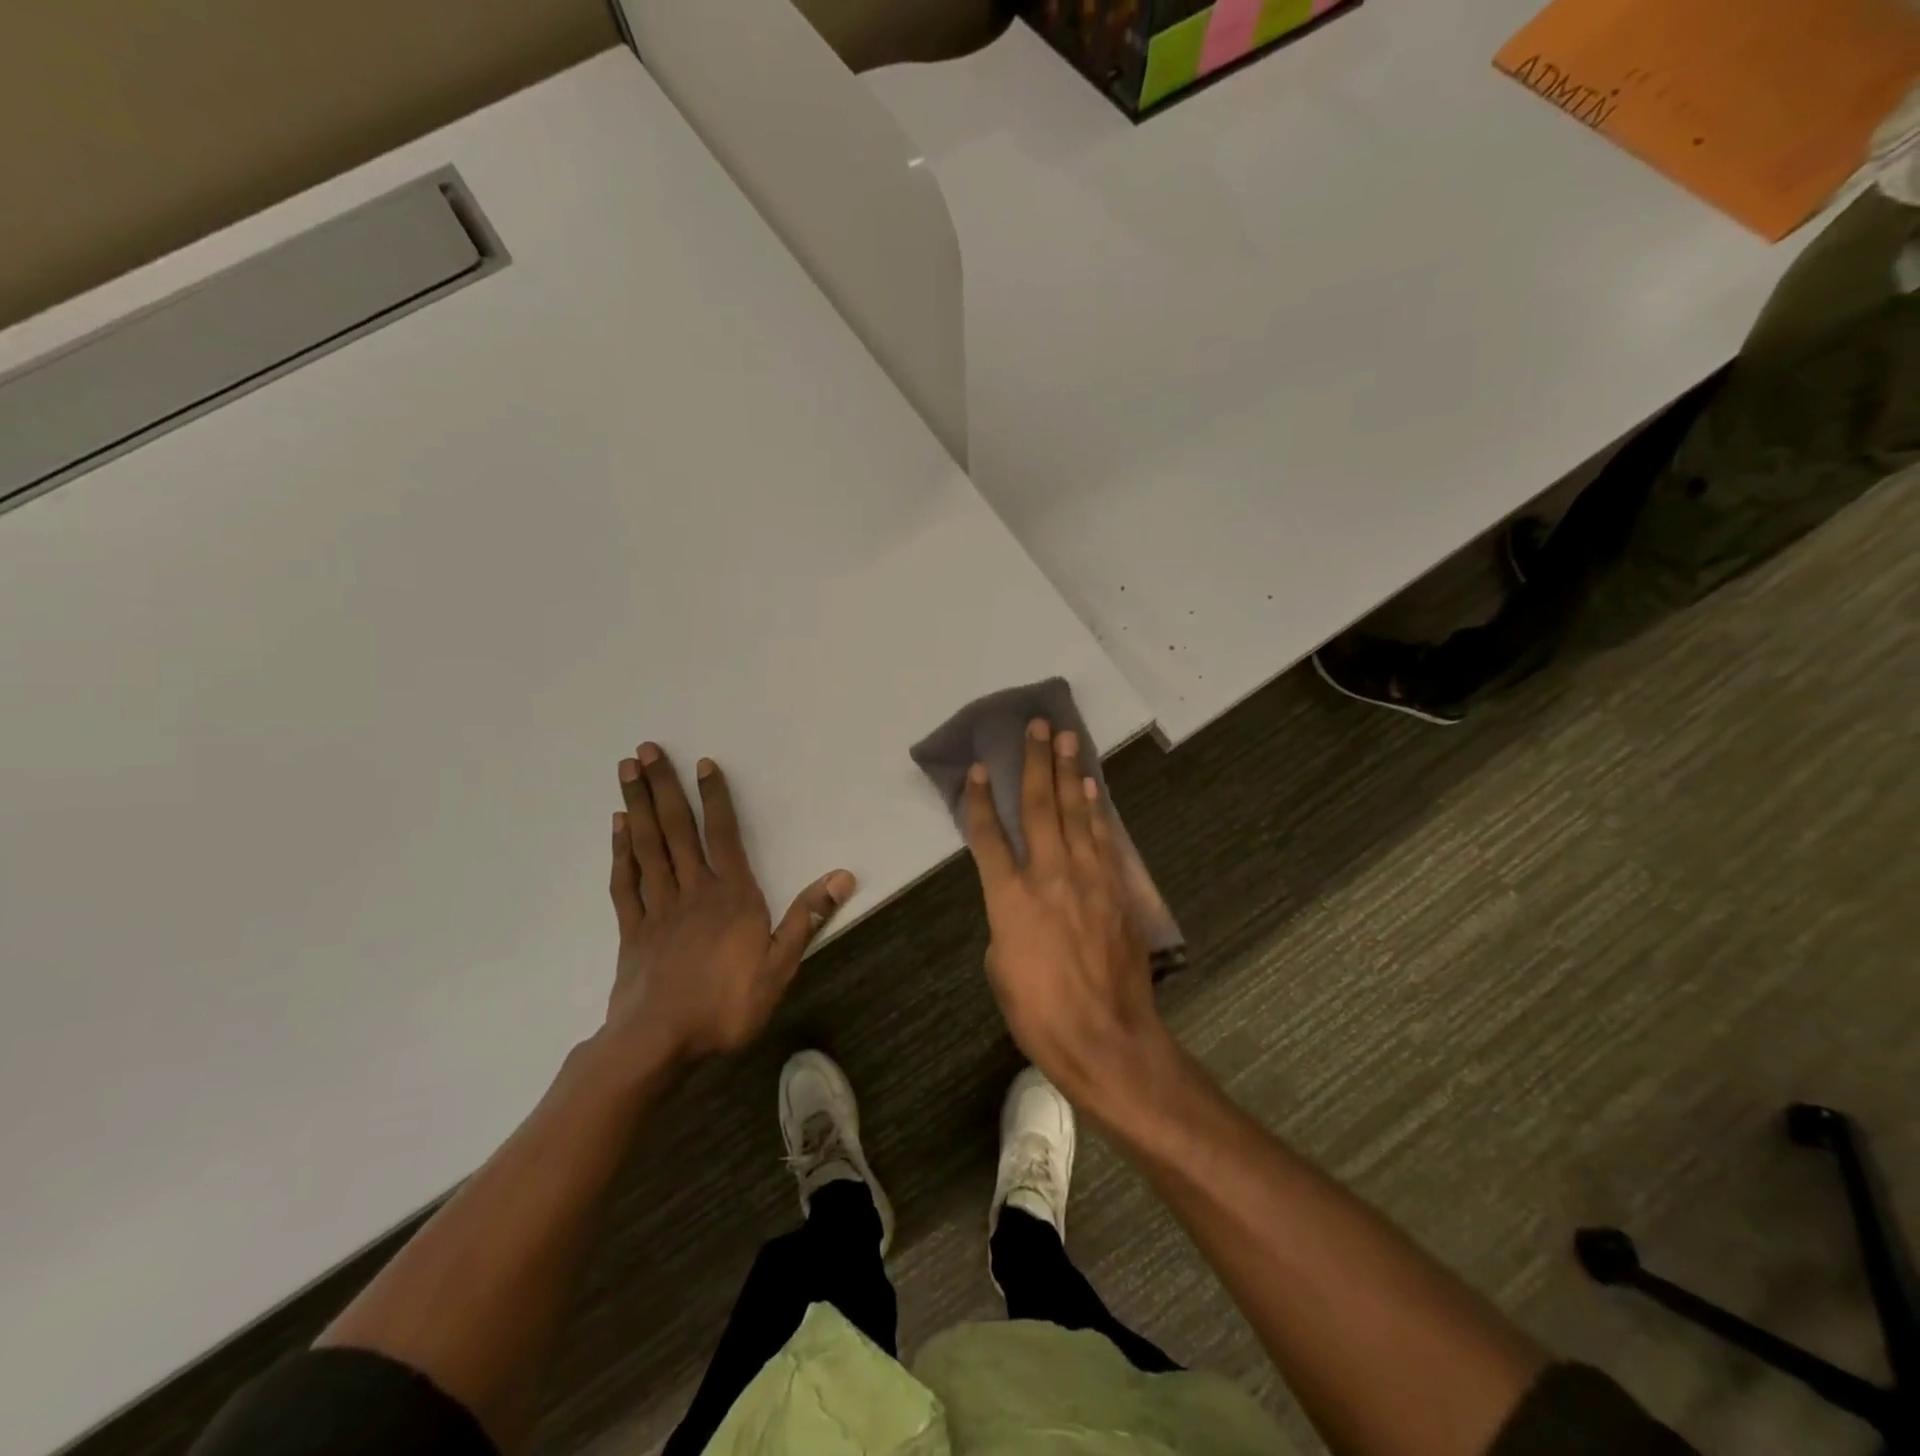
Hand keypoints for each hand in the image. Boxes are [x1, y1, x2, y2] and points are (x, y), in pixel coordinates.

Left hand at [603, 744, 854, 1066]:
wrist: (659, 1043)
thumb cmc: (727, 1004)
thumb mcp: (781, 965)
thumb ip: (807, 917)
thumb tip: (843, 876)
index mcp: (731, 895)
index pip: (724, 835)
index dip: (714, 797)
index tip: (702, 764)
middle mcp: (692, 890)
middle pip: (676, 830)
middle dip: (662, 788)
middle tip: (644, 750)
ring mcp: (657, 908)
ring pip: (647, 847)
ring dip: (637, 807)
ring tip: (626, 772)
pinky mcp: (632, 930)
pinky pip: (624, 882)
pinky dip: (620, 852)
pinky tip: (617, 829)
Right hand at [962, 719, 1169, 1110]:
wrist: (1107, 1038)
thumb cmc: (1040, 1014)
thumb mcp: (1001, 967)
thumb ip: (1007, 921)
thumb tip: (1020, 902)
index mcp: (1009, 898)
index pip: (988, 836)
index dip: (980, 799)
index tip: (979, 769)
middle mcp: (1048, 876)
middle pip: (1039, 806)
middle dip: (1036, 763)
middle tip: (1039, 727)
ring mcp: (1088, 879)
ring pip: (1076, 814)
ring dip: (1070, 774)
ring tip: (1068, 739)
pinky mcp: (1116, 890)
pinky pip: (1103, 839)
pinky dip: (1096, 811)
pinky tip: (1092, 790)